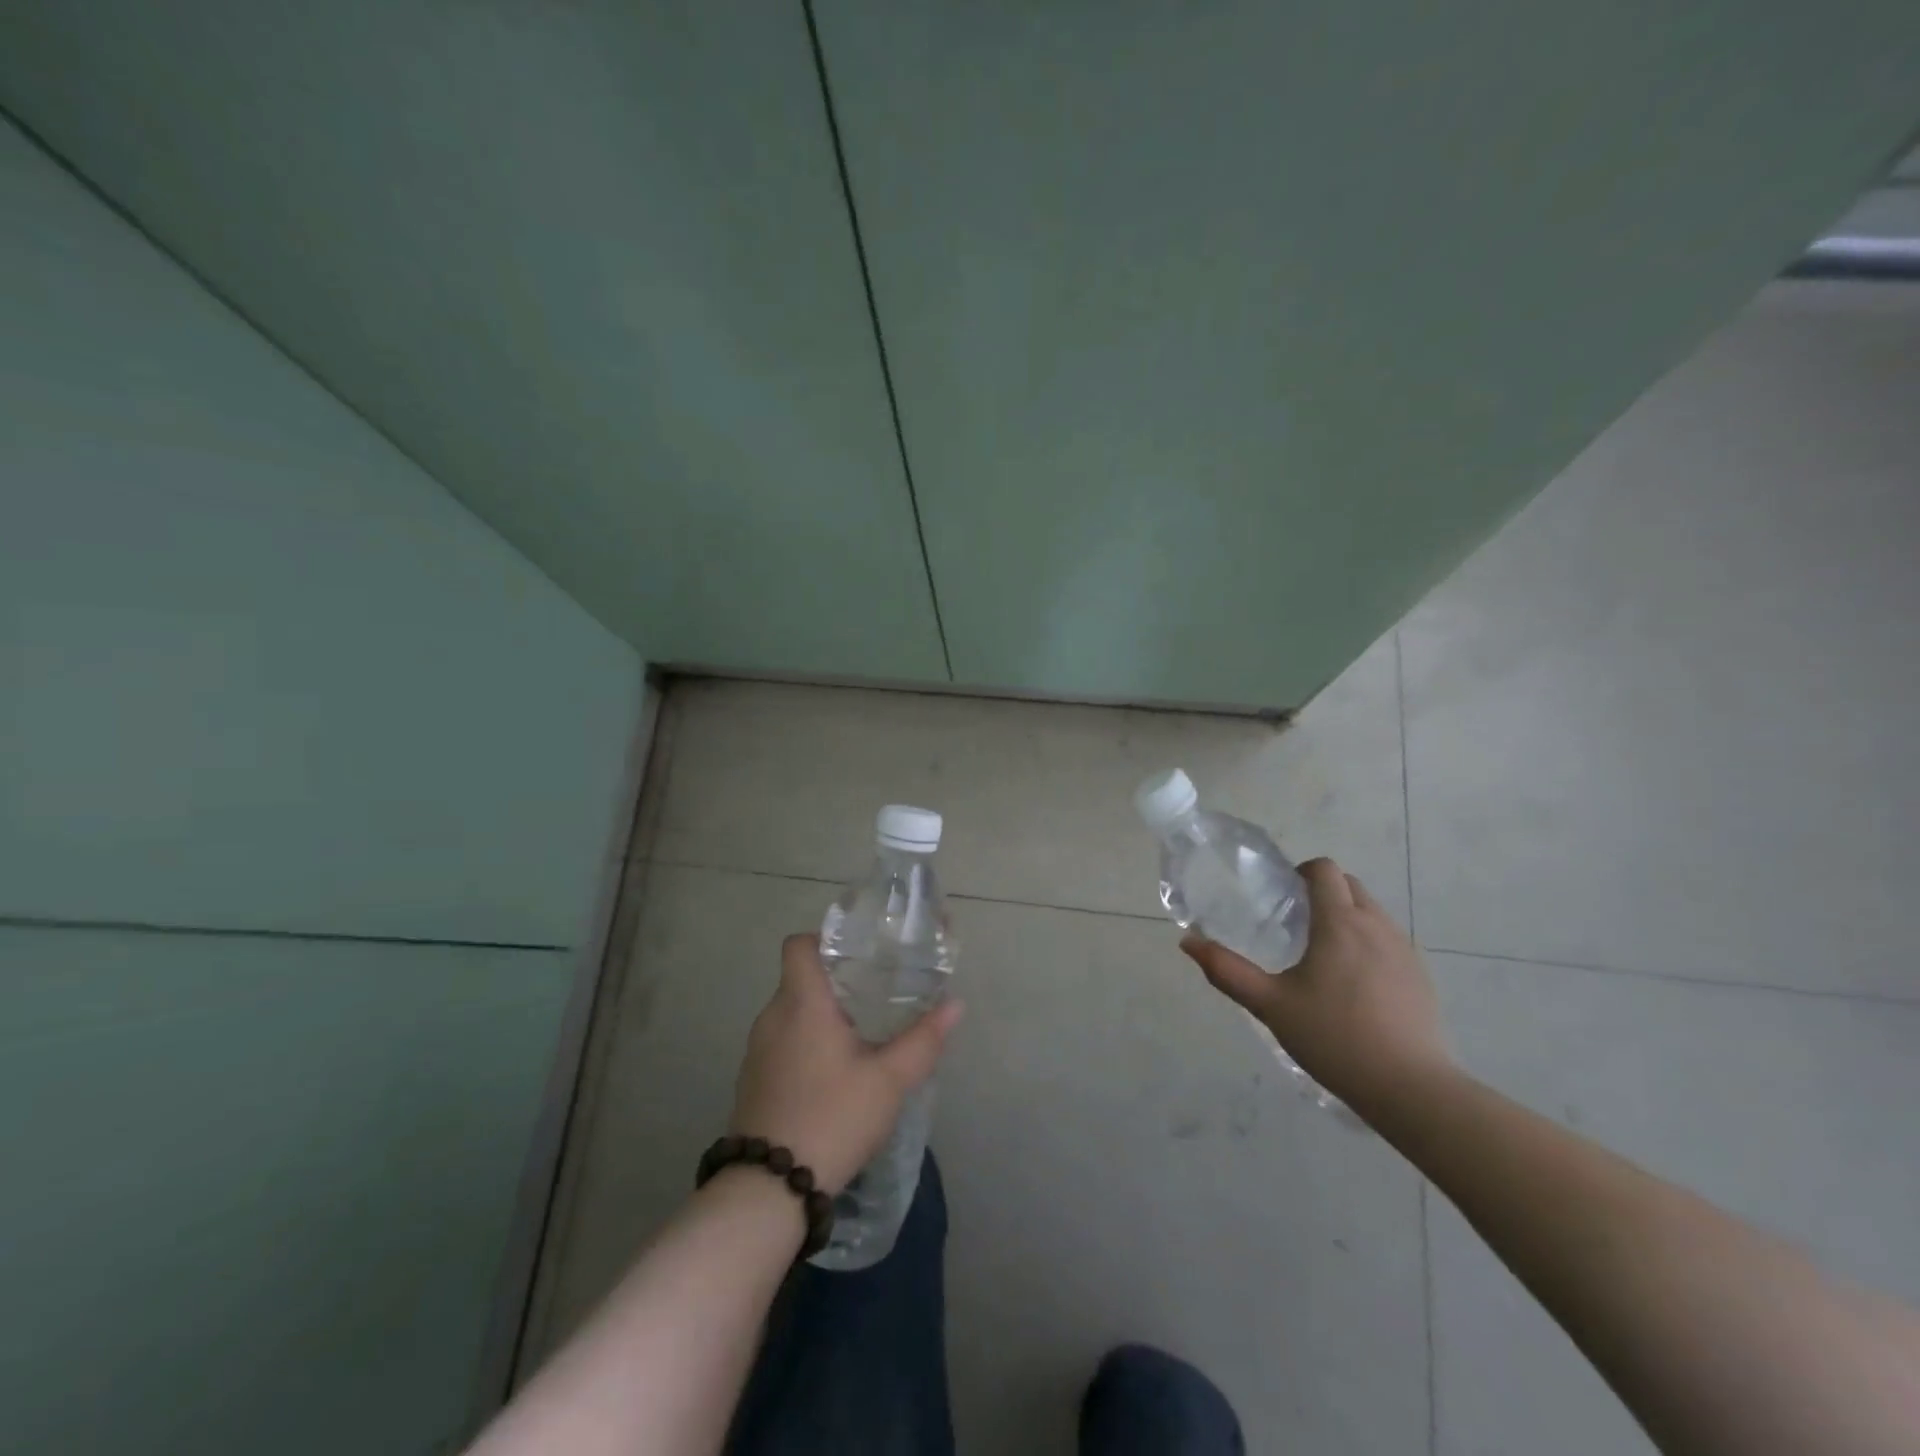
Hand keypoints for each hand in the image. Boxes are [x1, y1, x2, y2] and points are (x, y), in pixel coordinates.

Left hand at [728, 934, 963, 1194]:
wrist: (769, 1189)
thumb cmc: (833, 1117)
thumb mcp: (889, 1080)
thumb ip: (923, 1039)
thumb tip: (955, 1005)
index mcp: (802, 1003)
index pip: (799, 945)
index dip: (825, 940)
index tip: (858, 955)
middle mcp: (772, 1017)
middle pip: (799, 979)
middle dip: (835, 982)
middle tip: (875, 993)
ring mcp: (757, 1051)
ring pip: (791, 1013)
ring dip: (820, 1016)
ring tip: (860, 1033)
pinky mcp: (752, 1081)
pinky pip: (781, 1043)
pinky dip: (805, 1044)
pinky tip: (833, 1073)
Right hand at [1180, 858, 1454, 1114]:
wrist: (1409, 1087)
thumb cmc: (1334, 1038)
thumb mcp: (1270, 1005)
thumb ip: (1227, 971)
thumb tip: (1188, 942)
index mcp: (1339, 923)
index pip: (1324, 870)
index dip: (1301, 872)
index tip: (1281, 896)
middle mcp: (1376, 925)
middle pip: (1349, 884)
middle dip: (1322, 891)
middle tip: (1295, 923)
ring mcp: (1404, 950)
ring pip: (1372, 911)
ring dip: (1346, 916)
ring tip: (1322, 954)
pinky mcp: (1420, 975)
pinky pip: (1389, 939)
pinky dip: (1368, 942)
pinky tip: (1354, 984)